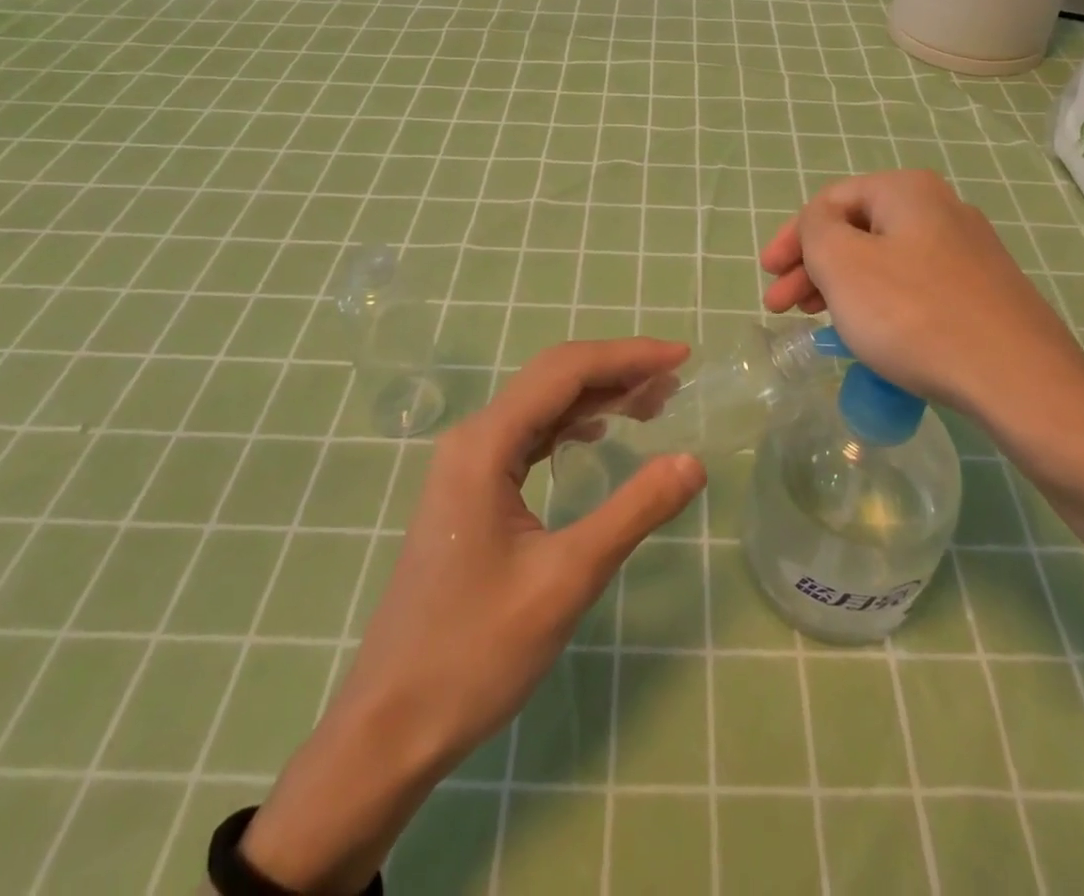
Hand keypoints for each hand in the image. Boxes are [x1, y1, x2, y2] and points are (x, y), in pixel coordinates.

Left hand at [240, 339, 706, 892]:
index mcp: (485, 444)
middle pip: (553, 378)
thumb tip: (694, 462)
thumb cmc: (475, 652)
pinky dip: (572, 424)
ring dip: (597, 396)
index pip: (566, 372)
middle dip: (617, 370)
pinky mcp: (470, 491)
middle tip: (676, 380)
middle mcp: (472, 439)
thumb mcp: (566, 579)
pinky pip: (529, 436)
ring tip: (654, 403)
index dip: (628, 356)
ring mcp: (467, 464)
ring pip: (542, 406)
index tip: (682, 355)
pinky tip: (599, 433)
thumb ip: (633, 512)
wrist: (389, 727)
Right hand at [760, 170, 1083, 440]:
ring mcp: (968, 252)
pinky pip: (913, 287)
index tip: (767, 275)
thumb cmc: (914, 314)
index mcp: (907, 191)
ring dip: (841, 287)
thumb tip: (820, 225)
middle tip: (783, 307)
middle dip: (811, 266)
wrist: (1017, 380)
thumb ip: (814, 229)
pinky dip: (878, 303)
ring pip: (884, 261)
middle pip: (857, 230)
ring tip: (818, 322)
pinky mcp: (982, 292)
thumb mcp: (842, 263)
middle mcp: (941, 209)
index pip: (830, 201)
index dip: (790, 236)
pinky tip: (868, 334)